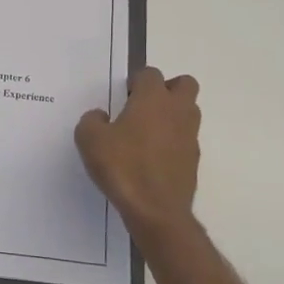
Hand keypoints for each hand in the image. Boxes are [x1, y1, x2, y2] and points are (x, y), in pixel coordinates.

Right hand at [76, 67, 201, 240]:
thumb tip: (101, 116)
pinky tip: (152, 158)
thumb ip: (92, 120)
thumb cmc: (122, 167)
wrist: (156, 210)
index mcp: (153, 99)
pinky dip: (172, 141)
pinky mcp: (193, 160)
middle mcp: (177, 111)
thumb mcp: (89, 139)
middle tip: (143, 106)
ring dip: (171, 115)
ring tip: (146, 133)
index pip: (150, 74)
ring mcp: (190, 136)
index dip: (136, 81)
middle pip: (184, 84)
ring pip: (188, 111)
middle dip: (166, 89)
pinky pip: (185, 139)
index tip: (123, 96)